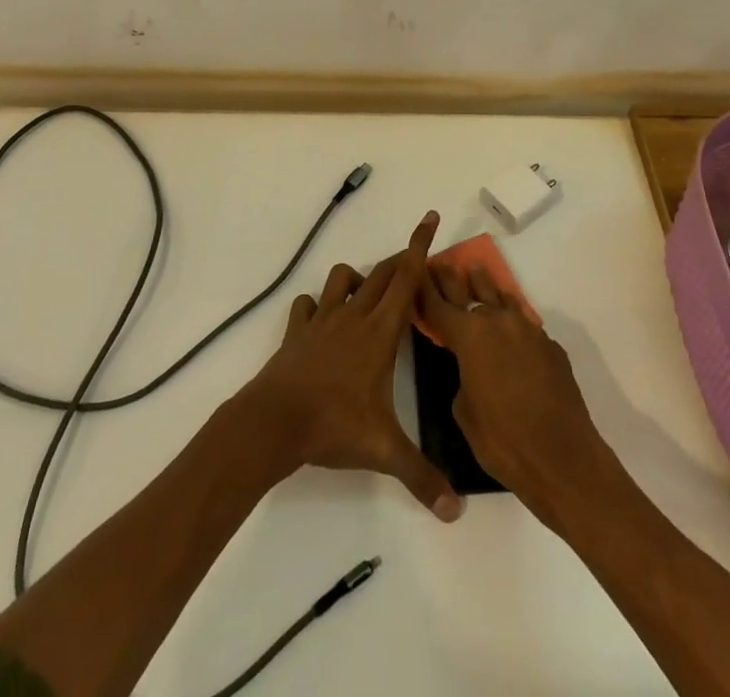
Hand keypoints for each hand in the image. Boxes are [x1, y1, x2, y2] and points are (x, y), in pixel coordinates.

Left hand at [237, 210, 462, 521]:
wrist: (273, 423)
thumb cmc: (333, 426)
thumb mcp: (384, 451)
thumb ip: (422, 476)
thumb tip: (457, 511)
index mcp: (381, 331)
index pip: (406, 278)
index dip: (420, 245)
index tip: (430, 217)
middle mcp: (354, 315)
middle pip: (381, 273)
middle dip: (399, 260)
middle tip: (414, 262)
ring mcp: (322, 320)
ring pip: (342, 277)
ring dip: (357, 277)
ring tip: (367, 293)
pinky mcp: (297, 331)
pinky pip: (307, 304)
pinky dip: (317, 303)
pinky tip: (320, 318)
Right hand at [417, 261, 616, 524]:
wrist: (562, 456)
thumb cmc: (503, 440)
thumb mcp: (464, 411)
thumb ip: (462, 377)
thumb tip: (472, 368)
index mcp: (469, 336)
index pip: (438, 305)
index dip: (424, 289)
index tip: (415, 272)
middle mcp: (497, 322)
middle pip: (469, 291)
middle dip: (452, 279)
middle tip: (440, 264)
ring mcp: (527, 329)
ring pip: (500, 298)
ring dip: (484, 286)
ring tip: (475, 271)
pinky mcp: (549, 344)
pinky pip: (523, 322)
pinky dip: (509, 315)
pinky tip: (507, 317)